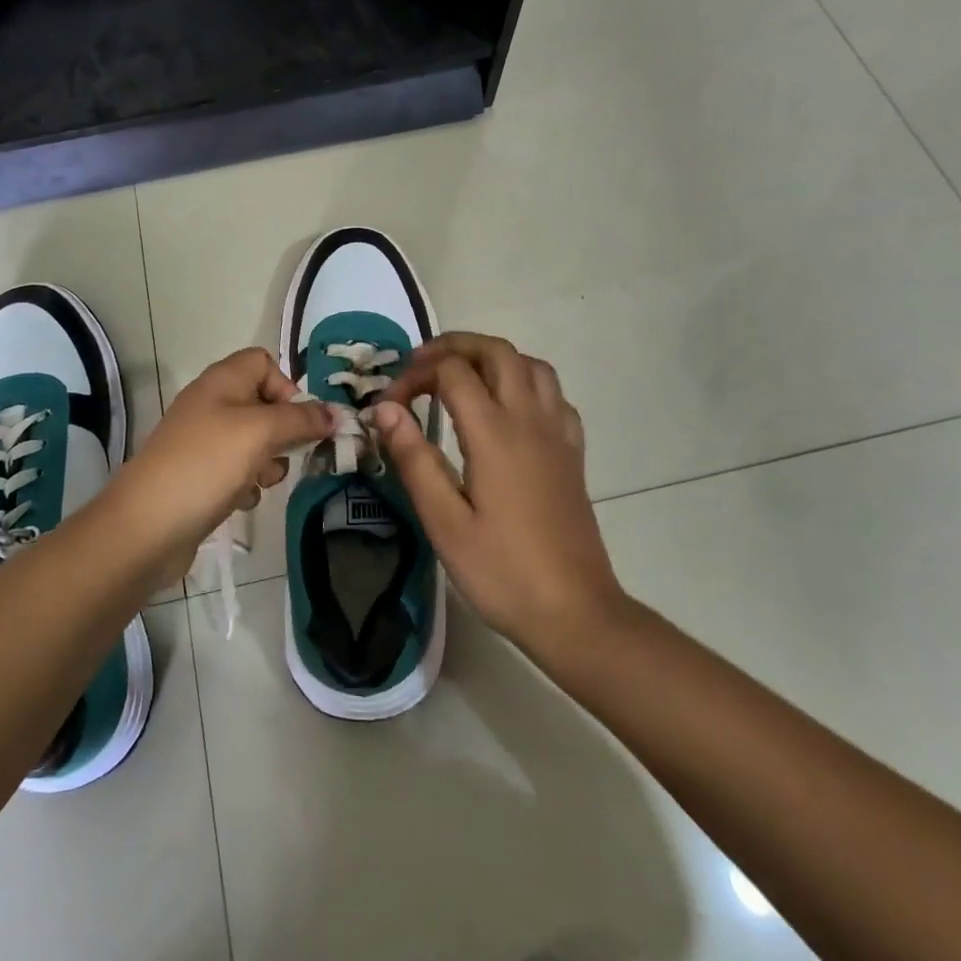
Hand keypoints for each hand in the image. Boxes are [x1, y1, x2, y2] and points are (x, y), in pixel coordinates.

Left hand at [106, 348, 334, 582]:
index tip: (296, 418)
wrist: (146, 526)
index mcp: (222, 380)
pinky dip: (245, 484)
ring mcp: (202, 442)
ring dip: (267, 463)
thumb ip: (301, 419)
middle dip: (283, 432)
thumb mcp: (261, 432)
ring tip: (259, 481)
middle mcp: (211, 404)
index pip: (263, 362)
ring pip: (254, 442)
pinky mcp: (198, 476)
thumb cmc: (207, 464)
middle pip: (263, 405)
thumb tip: (335, 413)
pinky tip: (239, 501)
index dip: (285, 386)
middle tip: (287, 454)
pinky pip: (236, 471)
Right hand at [375, 332, 625, 658]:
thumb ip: (414, 458)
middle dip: (454, 346)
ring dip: (493, 358)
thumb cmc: (502, 572)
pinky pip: (554, 394)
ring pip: (531, 364)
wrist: (576, 613)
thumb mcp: (444, 522)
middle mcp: (530, 419)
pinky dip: (525, 382)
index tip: (390, 404)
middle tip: (420, 367)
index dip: (415, 375)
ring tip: (462, 379)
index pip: (452, 372)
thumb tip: (384, 408)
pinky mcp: (573, 452)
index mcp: (495, 433)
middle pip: (497, 351)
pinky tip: (508, 409)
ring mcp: (557, 433)